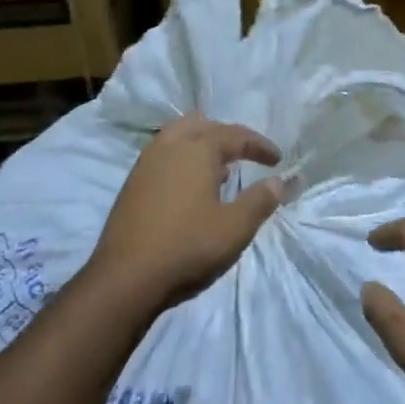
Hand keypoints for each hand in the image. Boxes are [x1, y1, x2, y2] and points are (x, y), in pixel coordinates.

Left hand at [87, 113, 282, 311]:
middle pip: (202, 125)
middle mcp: (170, 146)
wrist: (125, 278)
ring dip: (202, 145)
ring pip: (178, 137)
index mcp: (197, 149)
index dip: (259, 145)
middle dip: (227, 136)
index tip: (277, 159)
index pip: (235, 135)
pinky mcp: (132, 183)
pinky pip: (164, 156)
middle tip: (245, 155)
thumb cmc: (188, 247)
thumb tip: (279, 181)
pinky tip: (191, 188)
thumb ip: (260, 200)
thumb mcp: (235, 228)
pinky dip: (183, 160)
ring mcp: (146, 163)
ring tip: (220, 169)